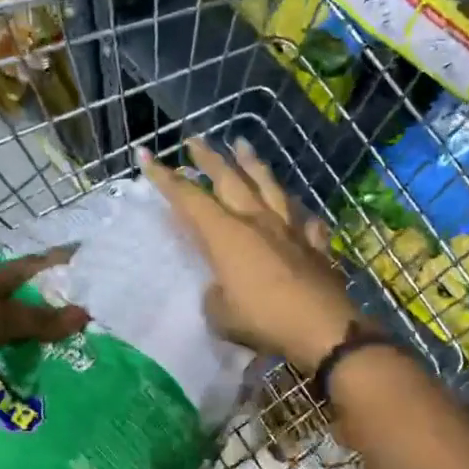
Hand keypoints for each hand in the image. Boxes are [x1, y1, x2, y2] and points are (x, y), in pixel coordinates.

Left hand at [0, 249, 89, 368]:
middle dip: (40, 303)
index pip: (30, 266)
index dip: (56, 261)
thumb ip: (37, 320)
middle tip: (73, 317)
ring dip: (17, 333)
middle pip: (12, 296)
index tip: (82, 257)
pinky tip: (8, 369)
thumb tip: (86, 314)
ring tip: (47, 352)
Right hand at [140, 137, 367, 371]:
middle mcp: (257, 222)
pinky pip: (305, 221)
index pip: (189, 199)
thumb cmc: (263, 319)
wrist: (322, 328)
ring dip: (253, 164)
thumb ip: (215, 295)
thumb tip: (221, 287)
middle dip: (209, 158)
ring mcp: (289, 230)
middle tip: (195, 140)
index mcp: (227, 235)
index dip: (165, 178)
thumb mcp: (220, 314)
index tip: (146, 155)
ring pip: (269, 187)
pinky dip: (298, 212)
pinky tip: (298, 208)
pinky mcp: (315, 245)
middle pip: (230, 180)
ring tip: (242, 145)